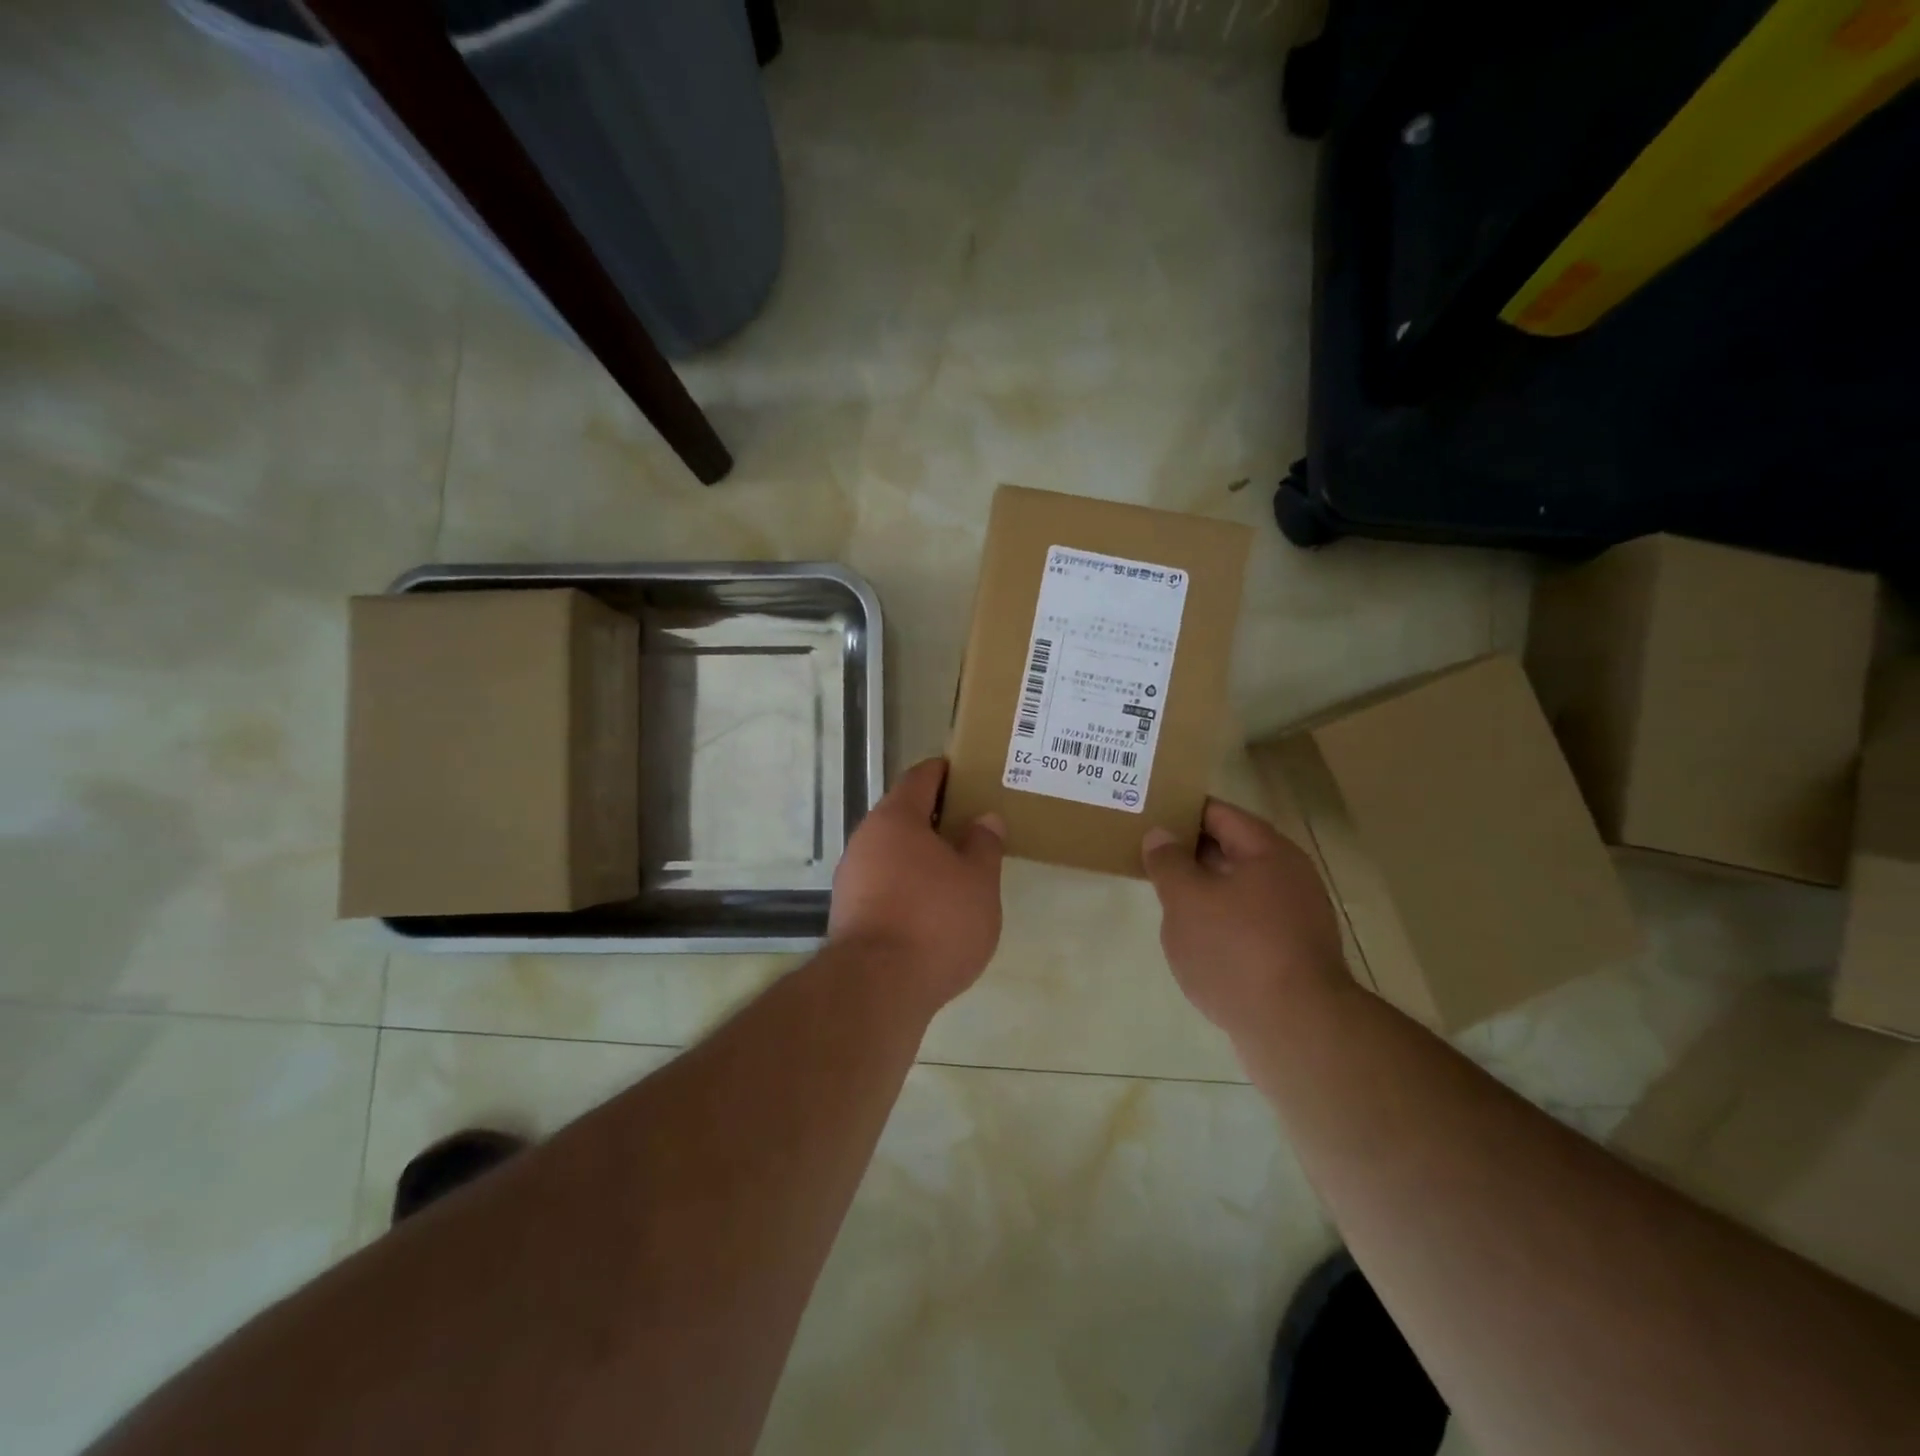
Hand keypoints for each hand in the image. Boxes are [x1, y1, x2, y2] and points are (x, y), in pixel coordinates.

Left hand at [829, 758, 1005, 1009]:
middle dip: (934, 817)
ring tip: (956, 869)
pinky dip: (906, 883)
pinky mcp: (847, 912)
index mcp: (897, 818)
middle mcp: (866, 839)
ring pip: (891, 852)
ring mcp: (851, 877)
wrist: (877, 987)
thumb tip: (984, 819)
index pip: (920, 778)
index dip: (943, 772)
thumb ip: (984, 845)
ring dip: (919, 854)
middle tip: (970, 826)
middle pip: (902, 814)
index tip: (965, 774)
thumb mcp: (978, 881)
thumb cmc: (936, 921)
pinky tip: (929, 906)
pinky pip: (883, 883)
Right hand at [1142, 799, 1349, 1040]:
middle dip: (1190, 851)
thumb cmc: (1236, 949)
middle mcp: (1289, 878)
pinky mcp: (1291, 956)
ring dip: (1203, 889)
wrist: (1296, 1030)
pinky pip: (1247, 924)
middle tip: (1147, 853)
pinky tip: (1193, 938)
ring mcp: (1295, 919)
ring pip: (1238, 890)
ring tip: (1163, 894)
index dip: (1182, 810)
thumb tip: (1160, 835)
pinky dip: (1219, 922)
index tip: (1148, 813)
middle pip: (1232, 850)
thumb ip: (1168, 862)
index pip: (1219, 813)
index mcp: (1268, 852)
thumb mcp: (1186, 899)